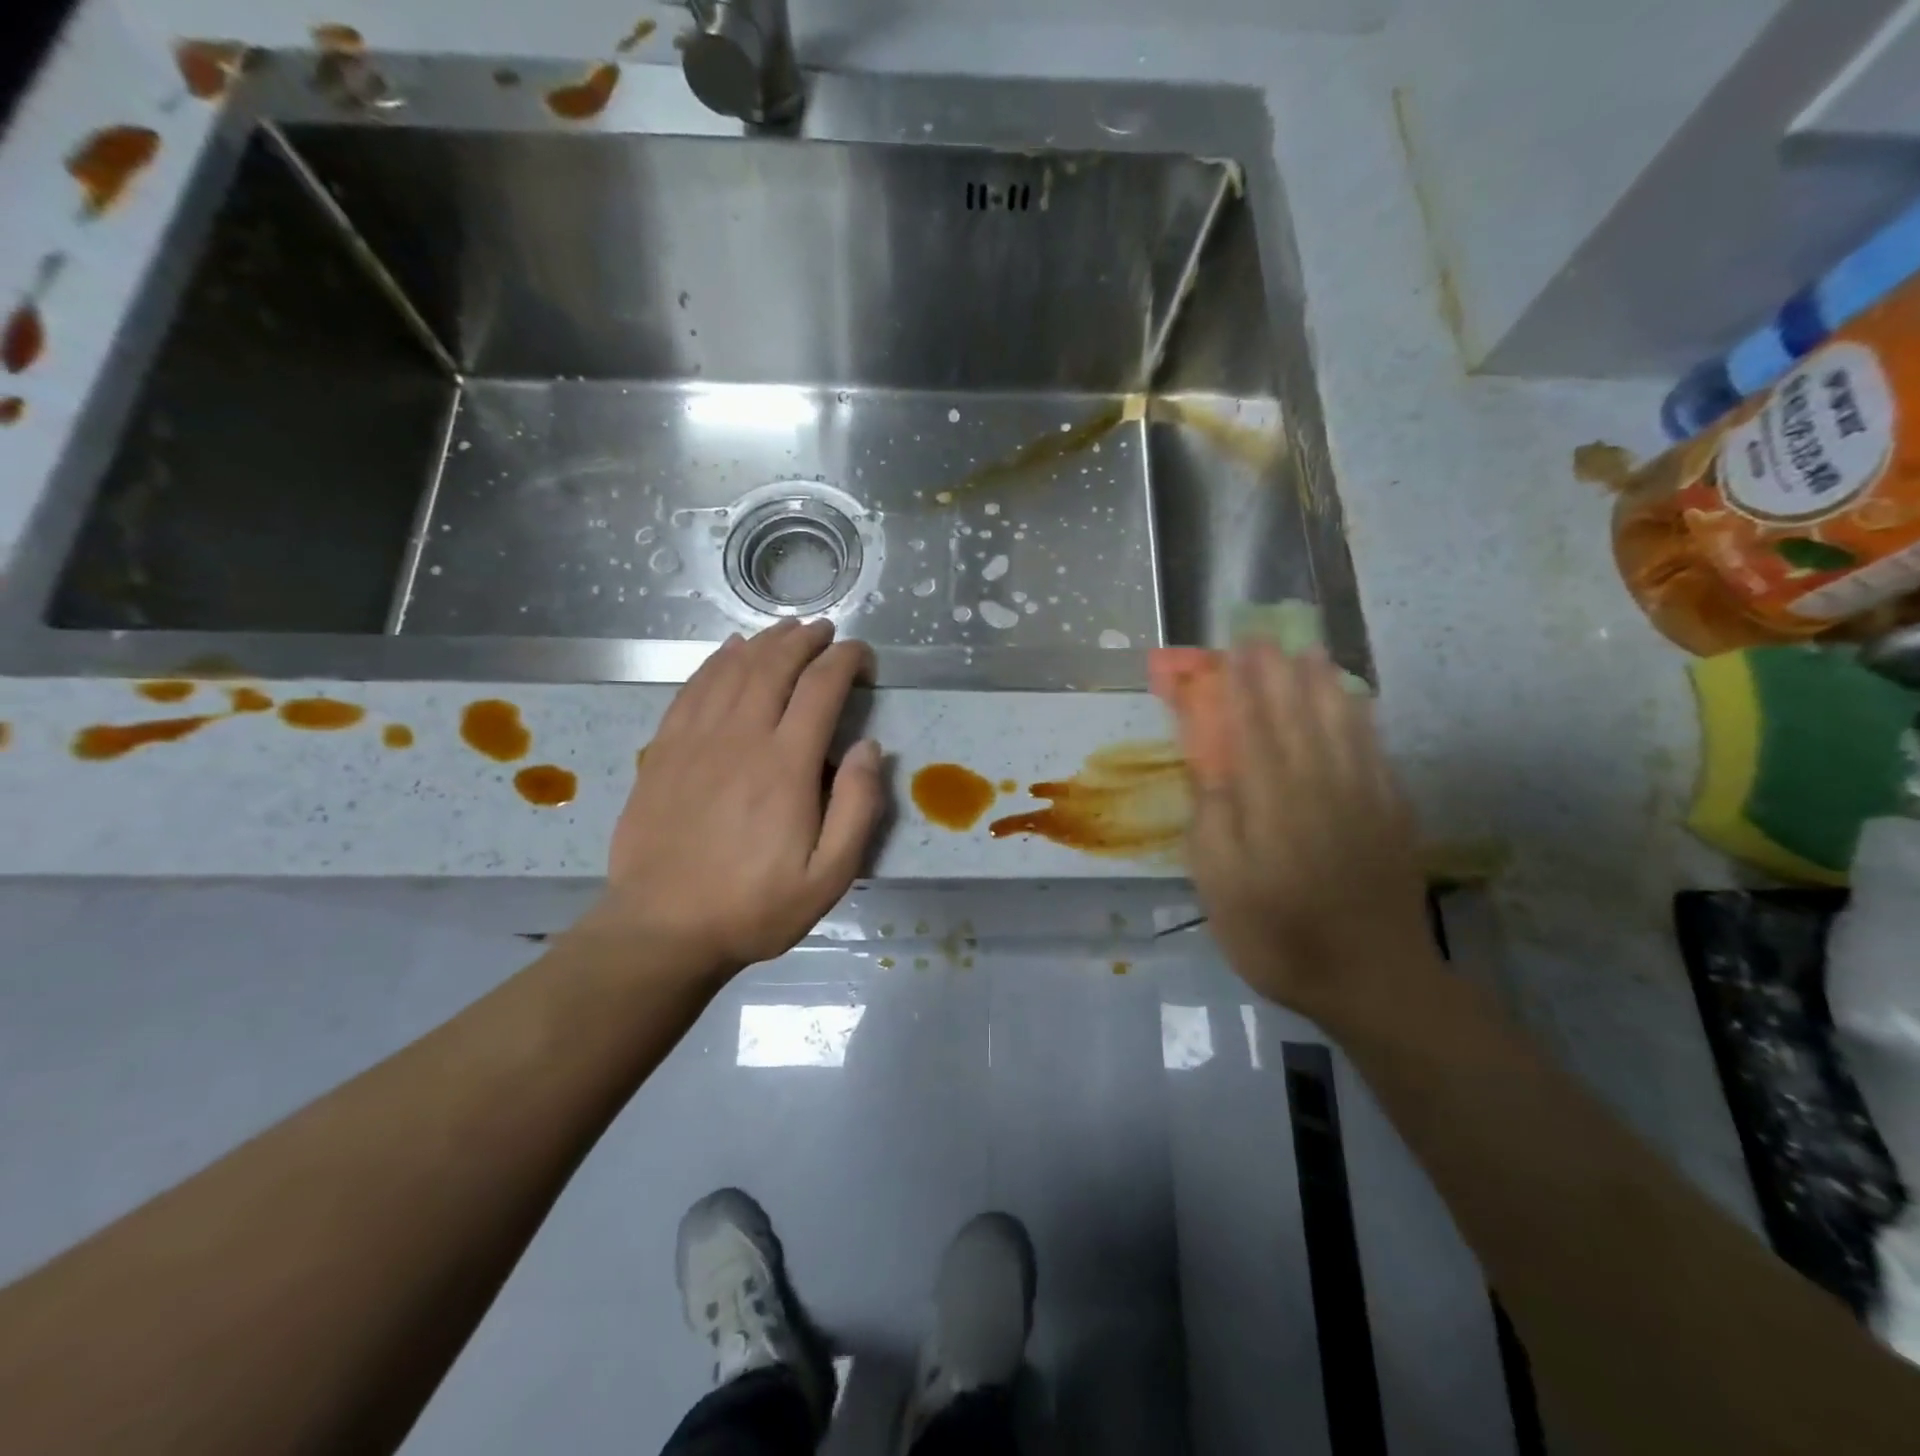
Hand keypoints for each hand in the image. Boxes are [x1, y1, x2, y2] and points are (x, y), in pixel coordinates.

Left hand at [588, 619, 883, 979]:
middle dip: (805, 640)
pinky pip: (692, 688)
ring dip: (764, 642)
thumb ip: (858, 807)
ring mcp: (695, 740)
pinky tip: (729, 651)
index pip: (821, 688)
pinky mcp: (663, 750)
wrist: (662, 928)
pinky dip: (716, 661)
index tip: (861, 654)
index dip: (845, 661)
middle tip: (826, 631)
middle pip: (774, 666)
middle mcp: (741, 737)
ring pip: (732, 669)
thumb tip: (870, 747)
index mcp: (786, 765)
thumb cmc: (754, 906)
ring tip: (786, 629)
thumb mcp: (829, 875)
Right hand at [1184, 644, 1438, 1021]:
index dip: (1242, 688)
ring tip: (1312, 650)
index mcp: (1271, 804)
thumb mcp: (1220, 888)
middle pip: (1297, 718)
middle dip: (1279, 673)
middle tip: (1266, 635)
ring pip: (1342, 726)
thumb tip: (1210, 770)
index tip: (1233, 651)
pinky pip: (1376, 752)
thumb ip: (1213, 823)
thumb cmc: (1278, 936)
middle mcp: (1319, 787)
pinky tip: (1357, 705)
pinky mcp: (1393, 815)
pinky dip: (1364, 721)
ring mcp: (1363, 798)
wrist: (1373, 980)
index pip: (1253, 731)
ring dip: (1323, 684)